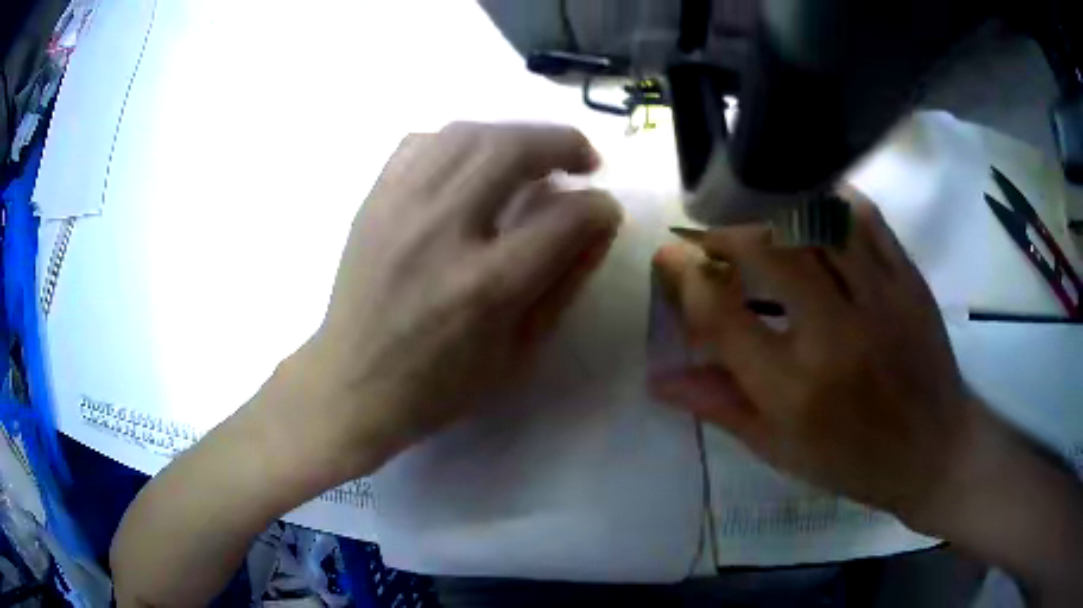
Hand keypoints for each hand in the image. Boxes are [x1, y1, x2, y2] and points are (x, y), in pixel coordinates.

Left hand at [296, 122, 621, 470]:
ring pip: (466, 133)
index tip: (605, 209)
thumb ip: (565, 283)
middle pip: (512, 149)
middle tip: (582, 158)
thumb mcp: (520, 354)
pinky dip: (459, 140)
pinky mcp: (373, 201)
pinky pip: (421, 142)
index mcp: (486, 286)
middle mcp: (442, 231)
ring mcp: (400, 207)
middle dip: (563, 142)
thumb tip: (599, 222)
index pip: (564, 217)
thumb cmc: (441, 383)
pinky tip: (472, 162)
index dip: (599, 206)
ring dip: (514, 132)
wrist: (353, 382)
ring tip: (533, 152)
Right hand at [650, 191, 975, 524]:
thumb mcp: (781, 449)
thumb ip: (721, 406)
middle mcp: (834, 336)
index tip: (669, 258)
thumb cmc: (853, 461)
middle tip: (710, 236)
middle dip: (724, 232)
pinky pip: (864, 218)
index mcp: (794, 391)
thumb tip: (661, 380)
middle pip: (767, 250)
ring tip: (754, 218)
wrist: (934, 450)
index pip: (721, 315)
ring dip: (772, 211)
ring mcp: (879, 300)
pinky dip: (829, 202)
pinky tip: (811, 208)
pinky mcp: (909, 280)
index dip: (684, 277)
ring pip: (816, 222)